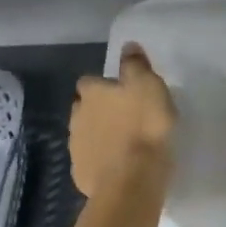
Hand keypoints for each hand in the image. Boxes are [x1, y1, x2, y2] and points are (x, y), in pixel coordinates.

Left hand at [70, 44, 176, 197]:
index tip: (122, 92)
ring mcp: (76, 147)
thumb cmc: (144, 127)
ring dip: (99, 136)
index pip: (89, 81)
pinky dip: (101, 161)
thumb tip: (127, 44)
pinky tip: (119, 167)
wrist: (132, 181)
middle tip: (124, 117)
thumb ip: (135, 65)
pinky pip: (91, 162)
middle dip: (98, 110)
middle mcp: (77, 116)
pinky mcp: (81, 174)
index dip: (104, 85)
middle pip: (83, 108)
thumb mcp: (148, 86)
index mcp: (92, 93)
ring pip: (85, 135)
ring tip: (124, 144)